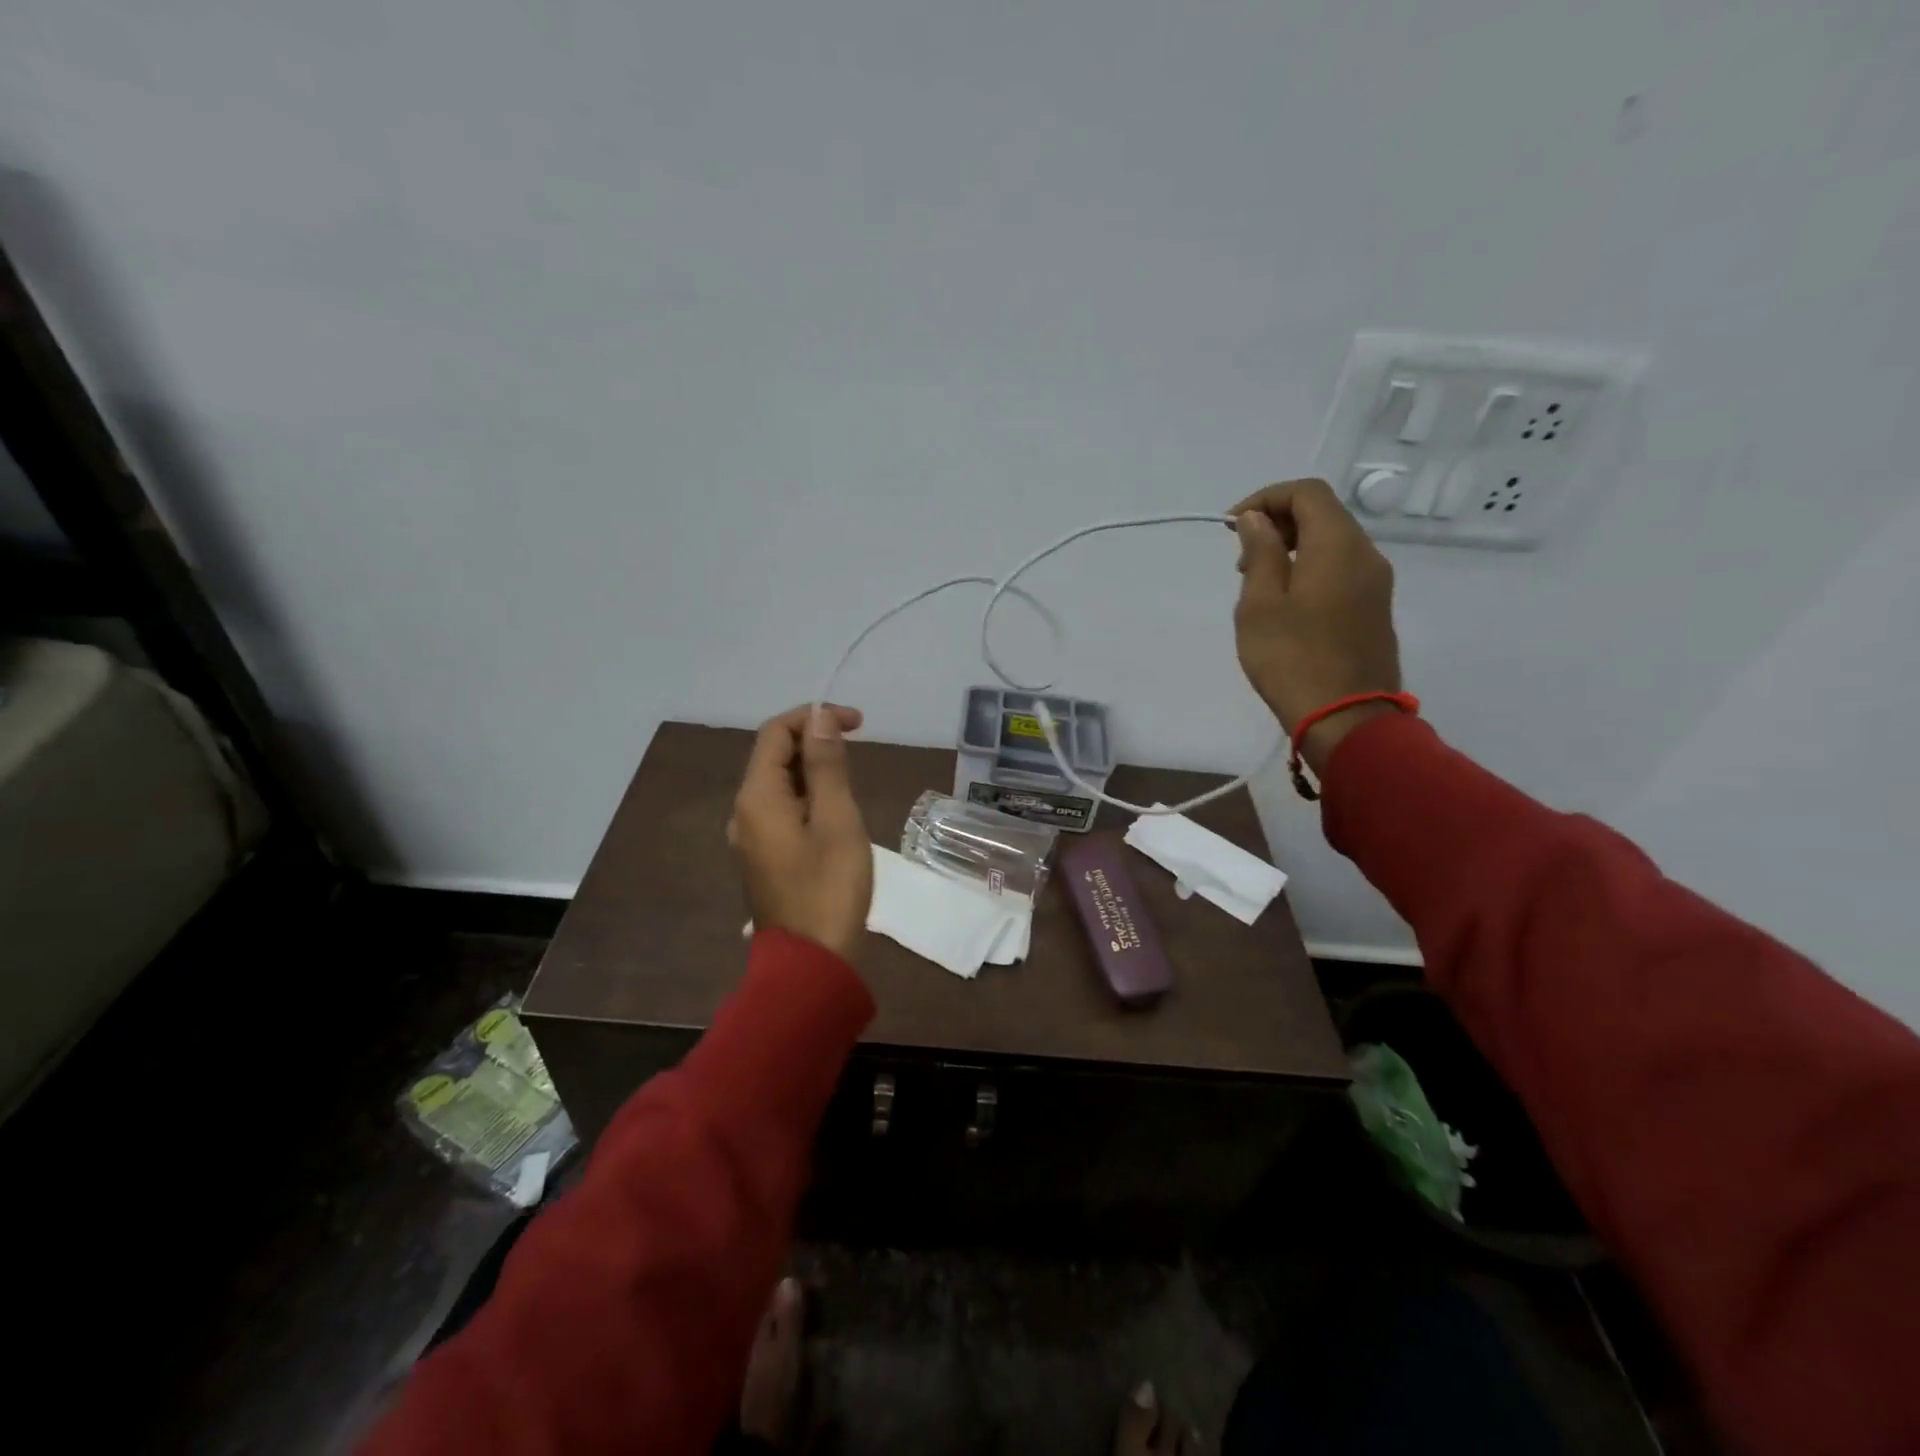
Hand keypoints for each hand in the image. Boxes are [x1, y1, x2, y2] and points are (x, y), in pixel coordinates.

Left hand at [729, 703, 872, 962]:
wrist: (810, 962)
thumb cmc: (829, 887)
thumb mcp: (838, 820)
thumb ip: (827, 765)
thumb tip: (818, 718)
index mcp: (757, 797)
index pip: (775, 733)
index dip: (814, 717)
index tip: (858, 723)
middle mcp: (744, 811)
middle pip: (773, 756)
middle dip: (813, 740)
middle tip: (858, 746)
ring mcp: (751, 837)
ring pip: (778, 784)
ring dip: (812, 769)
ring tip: (851, 779)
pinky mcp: (764, 857)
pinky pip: (781, 810)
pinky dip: (807, 796)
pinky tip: (834, 811)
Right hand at [1229, 478, 1402, 774]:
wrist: (1345, 718)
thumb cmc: (1292, 659)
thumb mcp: (1260, 604)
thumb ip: (1260, 552)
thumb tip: (1257, 518)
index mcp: (1338, 545)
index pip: (1306, 493)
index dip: (1265, 498)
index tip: (1230, 525)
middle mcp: (1366, 554)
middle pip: (1323, 514)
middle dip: (1277, 522)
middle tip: (1240, 557)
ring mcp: (1375, 583)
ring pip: (1332, 542)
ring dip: (1292, 547)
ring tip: (1256, 582)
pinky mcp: (1374, 608)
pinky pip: (1341, 569)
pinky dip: (1309, 568)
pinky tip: (1285, 602)